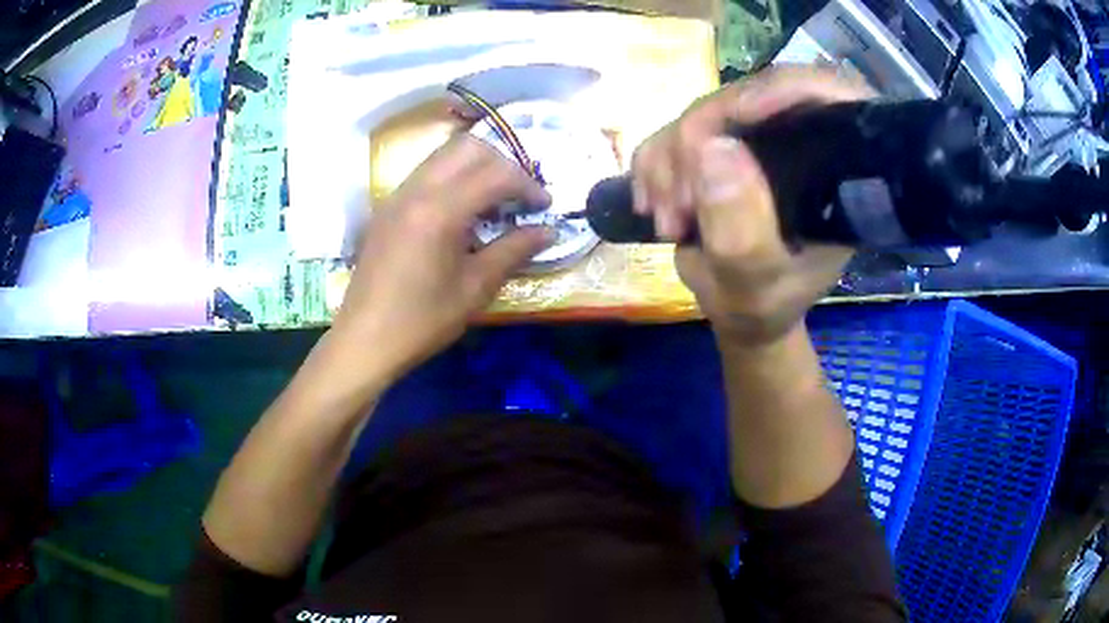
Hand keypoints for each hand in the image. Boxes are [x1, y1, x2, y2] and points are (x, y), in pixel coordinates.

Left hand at [330, 134, 553, 378]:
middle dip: (503, 163)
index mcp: (441, 210)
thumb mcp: (475, 288)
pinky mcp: (388, 207)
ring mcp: (398, 195)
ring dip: (476, 166)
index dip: (528, 185)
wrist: (365, 339)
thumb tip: (549, 231)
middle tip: (519, 195)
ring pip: (444, 155)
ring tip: (494, 201)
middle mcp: (417, 189)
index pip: (496, 173)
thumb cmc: (423, 320)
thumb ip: (513, 250)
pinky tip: (461, 212)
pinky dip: (453, 178)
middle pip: (468, 148)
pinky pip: (427, 173)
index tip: (544, 207)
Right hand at [631, 66, 872, 344]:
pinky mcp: (722, 143)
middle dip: (697, 145)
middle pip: (747, 97)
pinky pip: (675, 128)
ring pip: (703, 112)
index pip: (824, 96)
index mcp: (836, 171)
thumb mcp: (755, 285)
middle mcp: (801, 141)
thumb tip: (711, 147)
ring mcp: (757, 138)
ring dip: (669, 164)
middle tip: (678, 209)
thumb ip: (740, 233)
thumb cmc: (763, 306)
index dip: (779, 90)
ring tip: (669, 223)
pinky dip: (654, 165)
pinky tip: (654, 205)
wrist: (742, 312)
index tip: (730, 119)